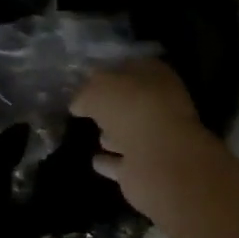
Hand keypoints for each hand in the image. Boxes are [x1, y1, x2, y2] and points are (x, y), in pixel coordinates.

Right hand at [71, 60, 212, 217]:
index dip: (109, 72)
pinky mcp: (148, 169)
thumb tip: (78, 103)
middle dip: (113, 105)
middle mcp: (160, 105)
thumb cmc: (130, 109)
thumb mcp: (96, 90)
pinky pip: (123, 163)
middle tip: (88, 108)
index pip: (129, 68)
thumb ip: (84, 94)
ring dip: (113, 135)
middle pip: (131, 102)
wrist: (159, 158)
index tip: (87, 79)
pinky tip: (96, 161)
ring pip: (130, 133)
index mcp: (154, 75)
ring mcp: (157, 139)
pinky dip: (111, 162)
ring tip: (94, 135)